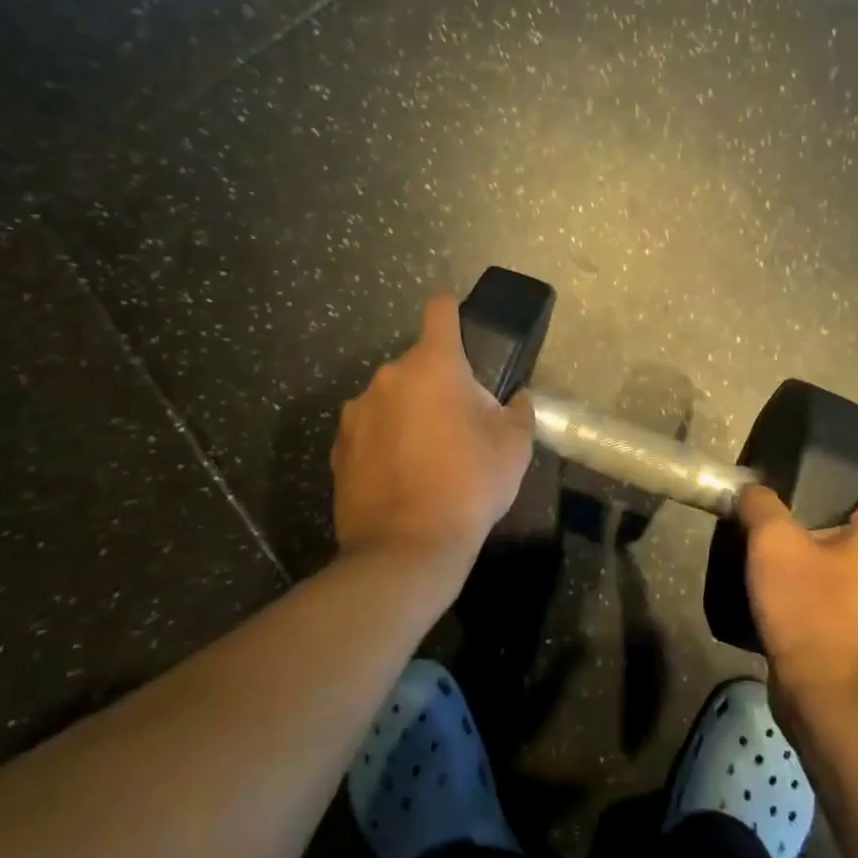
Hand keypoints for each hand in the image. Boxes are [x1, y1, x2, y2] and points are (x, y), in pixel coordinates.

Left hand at [329, 294, 535, 572]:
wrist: (406, 549)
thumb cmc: (469, 484)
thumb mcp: (514, 446)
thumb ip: (518, 410)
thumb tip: (513, 400)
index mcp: (433, 365)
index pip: (440, 310)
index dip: (451, 309)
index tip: (458, 320)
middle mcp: (389, 377)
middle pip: (419, 363)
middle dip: (438, 382)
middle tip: (458, 422)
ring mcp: (358, 412)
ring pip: (393, 397)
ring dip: (409, 411)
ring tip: (427, 455)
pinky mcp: (339, 447)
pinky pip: (371, 429)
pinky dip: (386, 440)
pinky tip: (401, 475)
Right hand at [734, 459, 857, 703]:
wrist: (829, 700)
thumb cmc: (812, 609)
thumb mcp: (774, 543)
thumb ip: (760, 505)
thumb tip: (751, 489)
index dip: (853, 456)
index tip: (817, 447)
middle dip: (826, 496)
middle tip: (784, 485)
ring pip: (848, 550)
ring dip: (817, 537)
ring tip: (775, 526)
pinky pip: (838, 583)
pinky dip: (814, 571)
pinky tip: (780, 572)